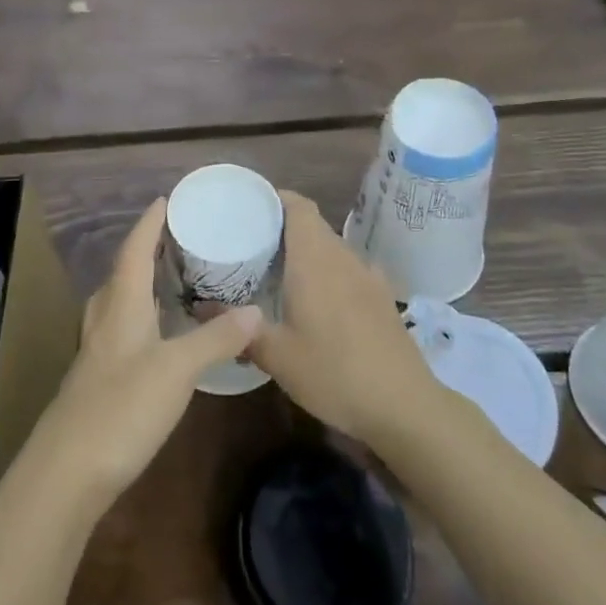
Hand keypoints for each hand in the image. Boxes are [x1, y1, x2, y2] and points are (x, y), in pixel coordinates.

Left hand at [26, 199, 262, 509]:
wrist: (68, 470)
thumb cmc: (122, 407)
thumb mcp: (177, 370)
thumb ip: (215, 339)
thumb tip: (256, 310)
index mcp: (121, 304)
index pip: (135, 249)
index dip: (150, 223)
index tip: (167, 199)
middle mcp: (105, 318)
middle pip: (123, 271)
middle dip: (147, 249)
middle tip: (178, 237)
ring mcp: (97, 350)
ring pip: (118, 301)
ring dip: (141, 282)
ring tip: (170, 277)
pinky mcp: (97, 378)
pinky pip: (120, 328)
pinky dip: (141, 315)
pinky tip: (157, 333)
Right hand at [248, 192, 441, 448]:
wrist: (405, 407)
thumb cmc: (334, 373)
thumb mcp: (277, 356)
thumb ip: (240, 329)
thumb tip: (200, 309)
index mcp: (315, 260)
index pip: (298, 207)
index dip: (275, 198)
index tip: (249, 207)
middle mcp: (343, 258)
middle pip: (313, 226)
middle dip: (283, 228)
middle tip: (251, 245)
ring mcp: (369, 277)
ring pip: (332, 249)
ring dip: (307, 253)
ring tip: (278, 273)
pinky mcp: (383, 298)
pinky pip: (348, 270)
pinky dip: (328, 274)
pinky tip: (317, 304)